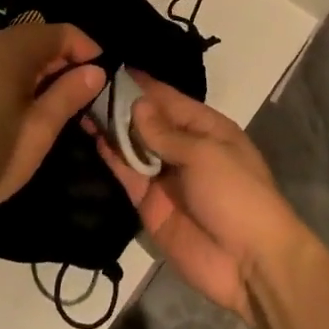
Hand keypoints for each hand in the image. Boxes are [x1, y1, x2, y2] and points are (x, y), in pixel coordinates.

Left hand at [0, 21, 105, 227]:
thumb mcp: (39, 131)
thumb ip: (68, 95)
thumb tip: (96, 71)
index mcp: (11, 51)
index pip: (61, 32)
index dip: (87, 49)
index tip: (104, 78)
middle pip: (39, 35)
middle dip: (66, 58)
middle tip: (85, 92)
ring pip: (19, 47)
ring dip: (44, 66)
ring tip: (60, 100)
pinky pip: (0, 60)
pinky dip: (21, 72)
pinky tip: (27, 103)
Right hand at [91, 75, 308, 322]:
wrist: (249, 262)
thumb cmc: (235, 193)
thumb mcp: (204, 154)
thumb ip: (165, 132)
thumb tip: (136, 104)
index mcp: (207, 128)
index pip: (168, 98)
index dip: (141, 84)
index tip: (109, 65)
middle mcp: (184, 147)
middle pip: (148, 121)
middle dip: (121, 105)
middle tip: (83, 84)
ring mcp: (165, 176)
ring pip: (134, 146)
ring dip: (112, 129)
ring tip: (79, 105)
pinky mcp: (149, 204)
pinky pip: (128, 174)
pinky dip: (112, 158)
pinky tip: (92, 138)